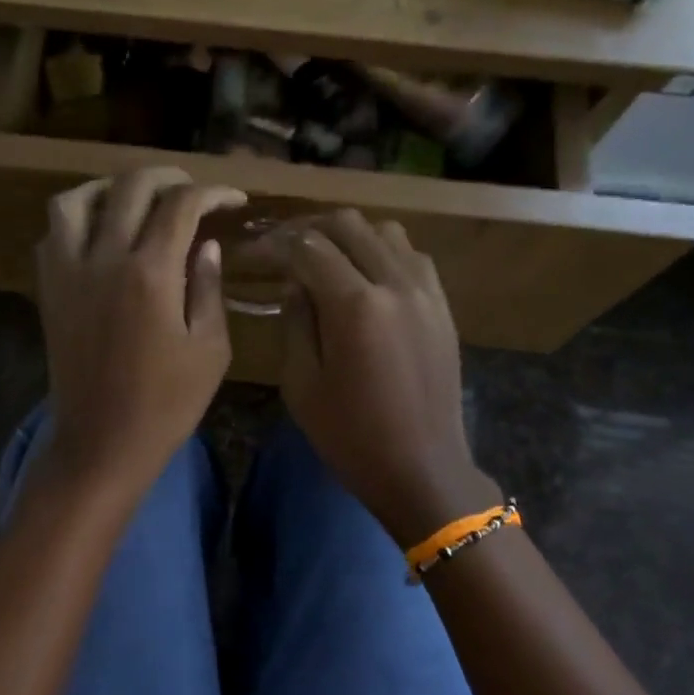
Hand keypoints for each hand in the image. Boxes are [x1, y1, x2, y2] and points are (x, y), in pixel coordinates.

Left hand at [35, 167, 245, 501]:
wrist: (102, 442)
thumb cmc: (166, 404)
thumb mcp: (209, 349)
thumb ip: (208, 288)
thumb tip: (206, 245)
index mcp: (150, 273)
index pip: (181, 205)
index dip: (213, 192)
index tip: (233, 200)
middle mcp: (103, 259)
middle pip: (131, 187)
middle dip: (168, 177)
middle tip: (191, 190)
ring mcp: (67, 273)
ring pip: (75, 200)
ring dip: (109, 188)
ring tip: (133, 199)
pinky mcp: (48, 291)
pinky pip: (52, 235)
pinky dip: (76, 221)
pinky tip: (98, 235)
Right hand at [282, 210, 501, 543]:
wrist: (423, 469)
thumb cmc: (351, 435)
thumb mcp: (302, 384)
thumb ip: (296, 321)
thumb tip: (294, 283)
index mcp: (354, 305)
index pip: (307, 248)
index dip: (273, 245)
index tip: (250, 253)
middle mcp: (395, 283)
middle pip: (347, 225)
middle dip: (308, 229)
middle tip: (281, 248)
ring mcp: (426, 291)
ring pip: (384, 232)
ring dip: (348, 236)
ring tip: (323, 257)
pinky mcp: (443, 306)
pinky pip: (411, 256)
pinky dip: (381, 252)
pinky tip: (364, 276)